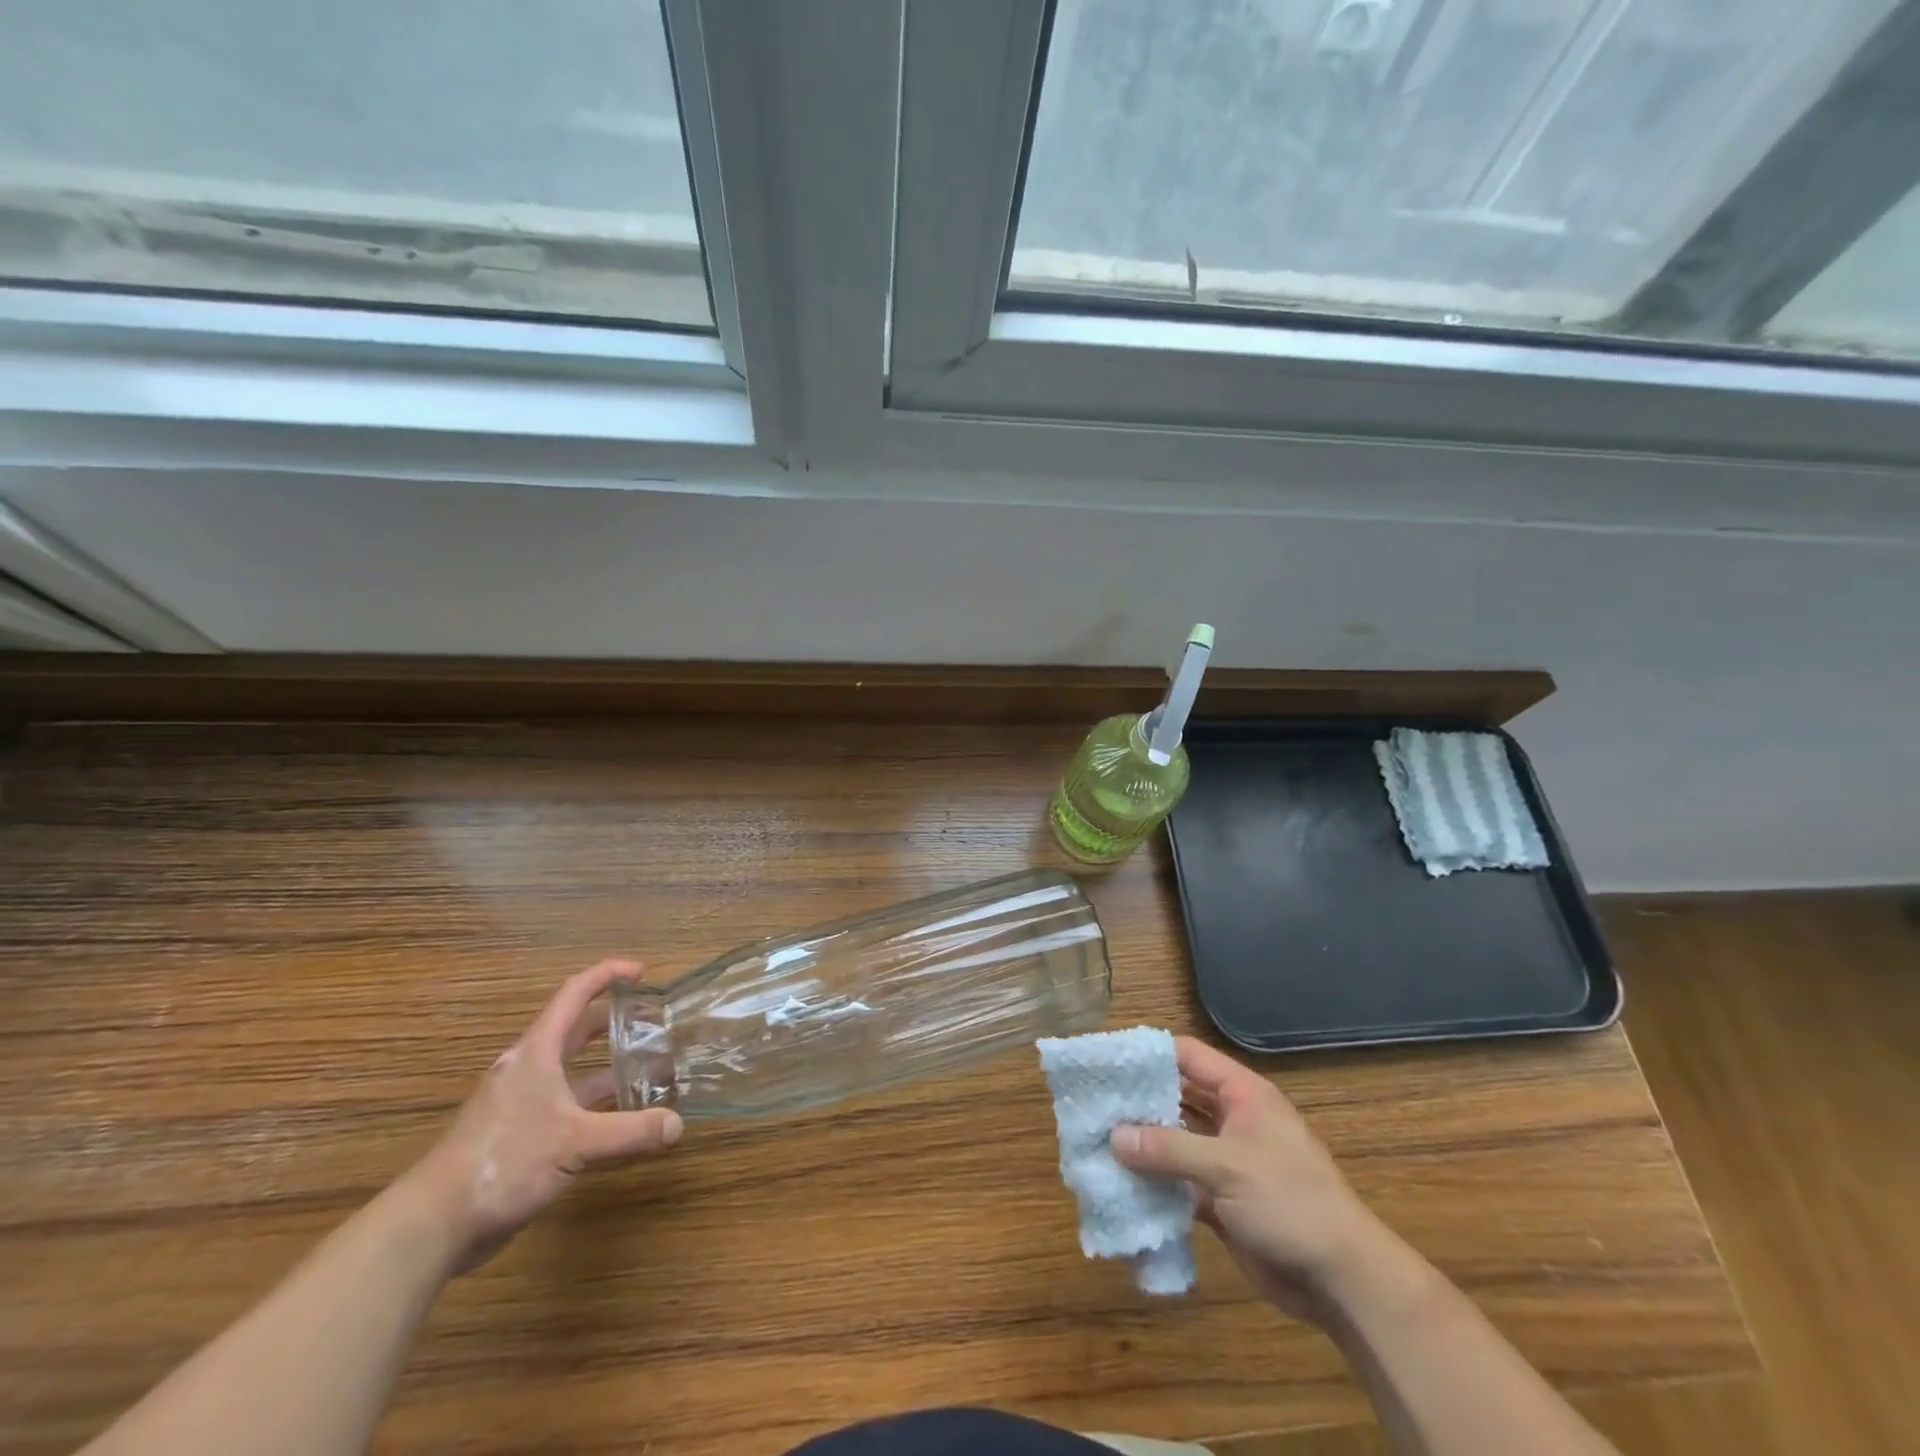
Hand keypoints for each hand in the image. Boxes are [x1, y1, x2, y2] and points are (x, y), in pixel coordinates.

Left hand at [401, 959, 683, 1272]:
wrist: (434, 1224)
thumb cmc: (504, 1161)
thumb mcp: (576, 1142)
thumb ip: (631, 1132)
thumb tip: (678, 1125)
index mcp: (537, 1052)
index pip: (575, 994)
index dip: (608, 975)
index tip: (642, 972)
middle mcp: (530, 1069)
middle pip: (575, 1030)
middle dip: (614, 1022)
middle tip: (652, 1022)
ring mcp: (522, 1103)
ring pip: (573, 1072)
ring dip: (608, 1068)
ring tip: (649, 1069)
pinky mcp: (519, 1136)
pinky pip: (567, 1105)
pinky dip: (595, 1103)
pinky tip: (620, 1119)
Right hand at [1110, 1037, 1387, 1321]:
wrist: (1341, 1279)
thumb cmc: (1289, 1202)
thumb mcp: (1227, 1167)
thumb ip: (1168, 1149)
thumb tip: (1113, 1137)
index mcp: (1242, 1094)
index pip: (1188, 1056)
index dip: (1149, 1054)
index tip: (1107, 1058)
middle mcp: (1231, 1120)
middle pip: (1177, 1097)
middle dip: (1139, 1101)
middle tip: (1093, 1102)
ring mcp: (1226, 1161)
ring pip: (1175, 1141)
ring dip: (1143, 1144)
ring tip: (1096, 1140)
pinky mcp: (1220, 1200)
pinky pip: (1179, 1182)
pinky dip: (1154, 1183)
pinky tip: (1119, 1183)